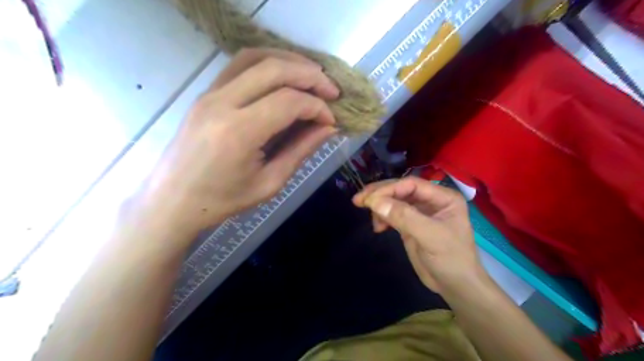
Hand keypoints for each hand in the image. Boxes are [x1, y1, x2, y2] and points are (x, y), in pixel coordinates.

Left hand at [133, 49, 338, 242]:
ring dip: (290, 61)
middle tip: (332, 90)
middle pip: (274, 70)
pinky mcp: (206, 92)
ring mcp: (210, 93)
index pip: (288, 102)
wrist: (173, 200)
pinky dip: (268, 63)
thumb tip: (329, 127)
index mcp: (239, 132)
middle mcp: (222, 103)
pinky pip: (239, 65)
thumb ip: (301, 150)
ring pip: (255, 57)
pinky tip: (284, 75)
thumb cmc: (223, 200)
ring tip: (313, 76)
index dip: (317, 107)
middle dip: (310, 76)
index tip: (331, 120)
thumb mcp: (270, 182)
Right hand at [355, 176, 485, 293]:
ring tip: (372, 221)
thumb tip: (375, 202)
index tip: (369, 199)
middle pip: (400, 190)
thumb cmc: (451, 259)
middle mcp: (431, 200)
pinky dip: (382, 218)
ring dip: (379, 207)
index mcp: (442, 197)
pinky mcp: (410, 224)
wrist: (455, 286)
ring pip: (394, 201)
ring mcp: (419, 212)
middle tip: (358, 200)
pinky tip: (378, 228)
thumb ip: (404, 217)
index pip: (411, 184)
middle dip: (379, 194)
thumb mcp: (430, 236)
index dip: (388, 189)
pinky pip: (392, 214)